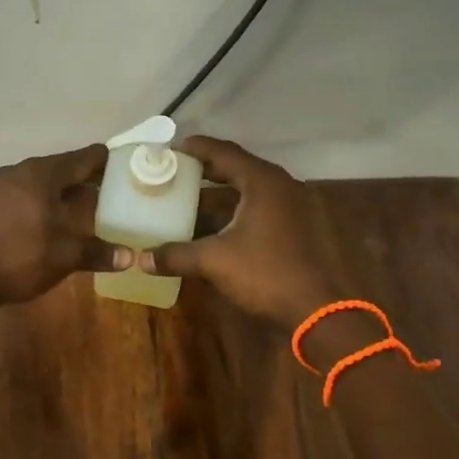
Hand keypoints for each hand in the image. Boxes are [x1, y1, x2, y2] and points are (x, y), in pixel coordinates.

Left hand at [0, 144, 131, 308]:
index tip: (128, 170)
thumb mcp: (66, 255)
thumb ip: (100, 252)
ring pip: (44, 181)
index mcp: (42, 173)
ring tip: (89, 209)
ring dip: (66, 192)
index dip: (108, 163)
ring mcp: (2, 185)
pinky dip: (46, 201)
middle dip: (88, 180)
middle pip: (64, 167)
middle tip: (114, 194)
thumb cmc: (21, 258)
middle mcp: (21, 171)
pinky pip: (27, 193)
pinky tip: (56, 220)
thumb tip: (131, 257)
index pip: (84, 157)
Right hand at [139, 136, 344, 327]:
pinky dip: (237, 209)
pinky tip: (216, 225)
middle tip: (175, 172)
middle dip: (206, 170)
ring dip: (221, 192)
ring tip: (189, 197)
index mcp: (263, 181)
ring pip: (250, 189)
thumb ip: (176, 255)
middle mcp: (281, 185)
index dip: (195, 148)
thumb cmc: (266, 274)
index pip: (223, 152)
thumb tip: (140, 259)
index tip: (170, 148)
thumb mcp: (215, 261)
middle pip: (238, 167)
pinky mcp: (297, 227)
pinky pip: (260, 207)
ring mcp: (294, 206)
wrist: (318, 310)